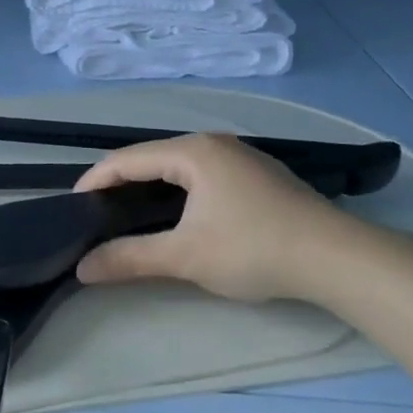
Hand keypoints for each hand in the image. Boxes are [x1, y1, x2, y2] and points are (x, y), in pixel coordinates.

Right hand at [73, 133, 356, 303]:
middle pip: (152, 157)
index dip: (95, 180)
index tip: (73, 206)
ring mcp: (240, 157)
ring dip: (151, 186)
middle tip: (98, 213)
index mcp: (192, 152)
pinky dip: (179, 190)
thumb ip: (130, 258)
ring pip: (179, 166)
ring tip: (129, 213)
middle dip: (121, 182)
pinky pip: (203, 174)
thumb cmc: (255, 249)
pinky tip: (178, 214)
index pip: (127, 159)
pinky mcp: (258, 176)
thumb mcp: (186, 256)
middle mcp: (214, 143)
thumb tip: (82, 268)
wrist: (339, 259)